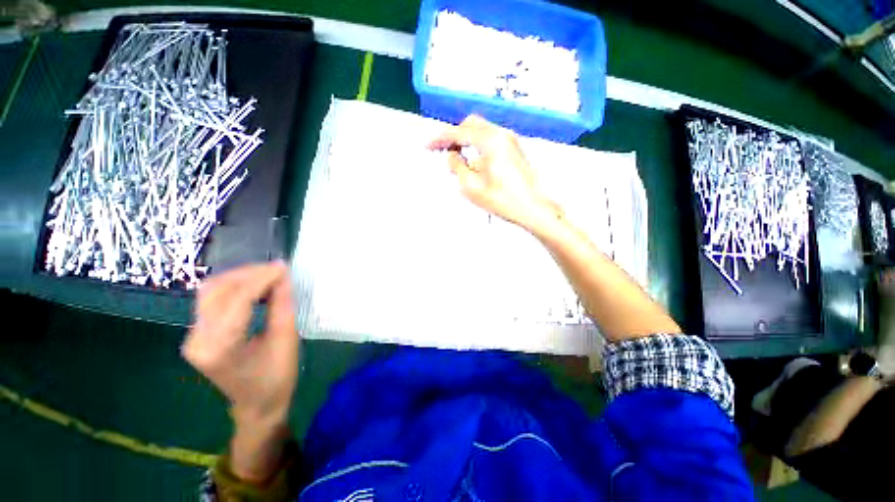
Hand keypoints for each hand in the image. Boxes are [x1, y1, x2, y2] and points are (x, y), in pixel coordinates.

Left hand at [182, 262, 298, 429]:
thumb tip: (283, 277)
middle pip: (216, 290)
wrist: (257, 405)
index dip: (261, 278)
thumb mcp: (286, 340)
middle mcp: (197, 340)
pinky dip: (235, 288)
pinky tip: (255, 287)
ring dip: (240, 278)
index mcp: (220, 348)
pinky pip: (212, 300)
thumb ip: (282, 305)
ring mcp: (193, 337)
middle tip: (277, 270)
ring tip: (269, 276)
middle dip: (248, 274)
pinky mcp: (197, 334)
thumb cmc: (277, 377)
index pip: (236, 300)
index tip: (283, 266)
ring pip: (211, 291)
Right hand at [428, 115, 559, 230]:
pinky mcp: (514, 149)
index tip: (428, 146)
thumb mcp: (472, 186)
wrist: (534, 208)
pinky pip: (490, 140)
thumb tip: (452, 155)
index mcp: (490, 141)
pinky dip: (478, 147)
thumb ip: (457, 167)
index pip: (459, 132)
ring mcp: (510, 141)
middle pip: (471, 125)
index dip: (440, 139)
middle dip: (455, 136)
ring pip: (481, 131)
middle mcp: (501, 134)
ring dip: (467, 142)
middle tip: (443, 151)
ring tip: (458, 162)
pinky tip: (474, 164)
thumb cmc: (504, 200)